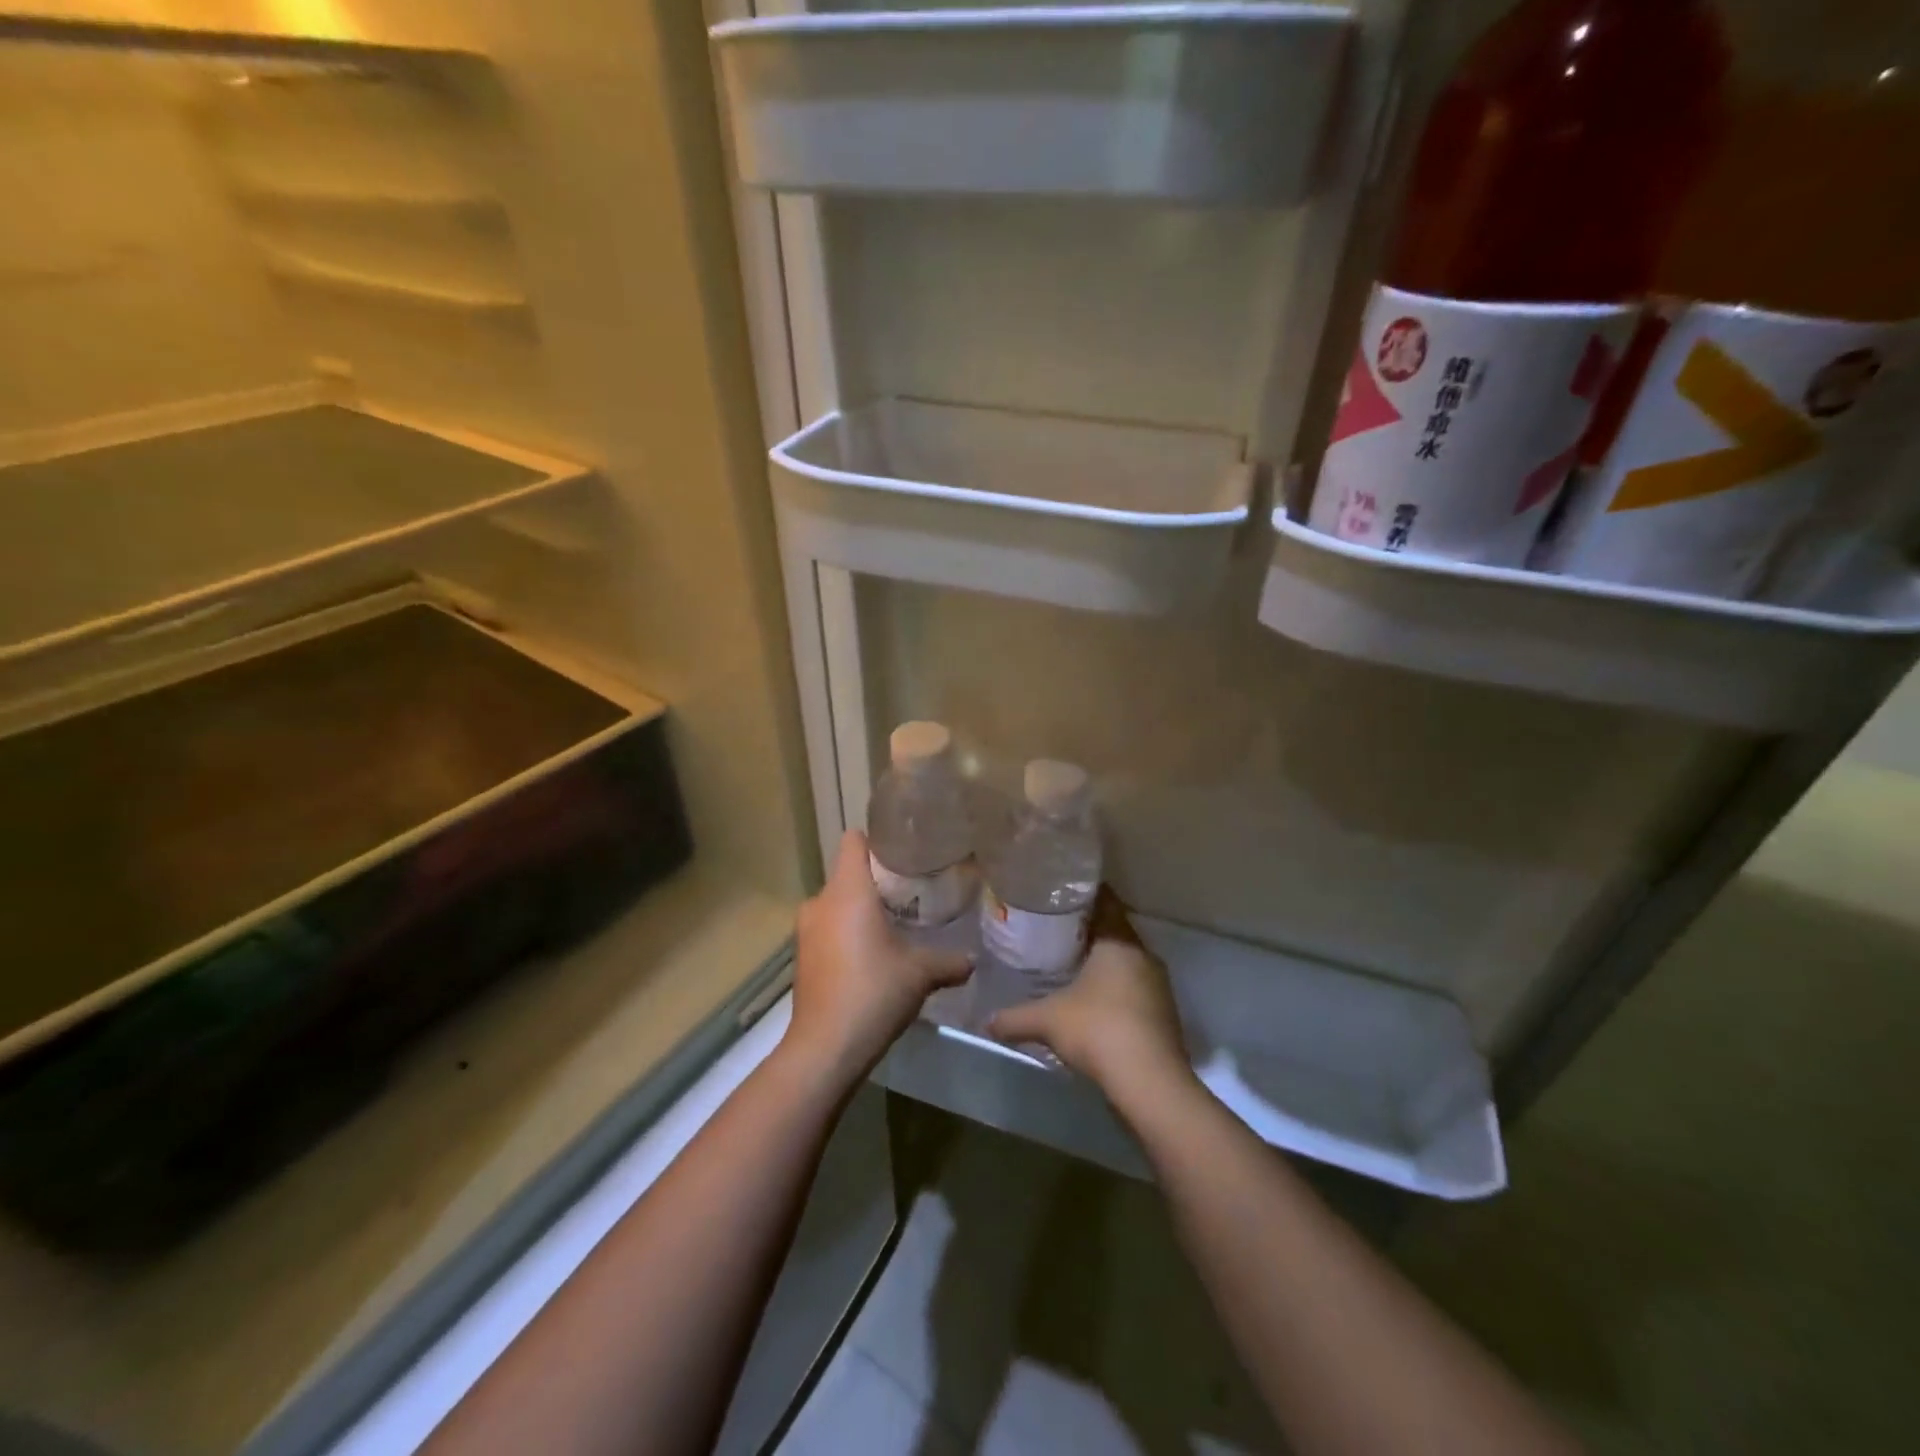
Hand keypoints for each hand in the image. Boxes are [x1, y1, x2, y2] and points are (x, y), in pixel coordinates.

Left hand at [786, 830, 972, 1086]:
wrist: (825, 1048)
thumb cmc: (873, 992)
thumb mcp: (920, 973)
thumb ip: (949, 961)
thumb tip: (973, 961)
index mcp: (847, 890)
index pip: (853, 841)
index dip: (877, 841)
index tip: (904, 853)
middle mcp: (820, 901)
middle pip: (848, 874)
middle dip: (876, 882)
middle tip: (911, 895)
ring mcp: (805, 930)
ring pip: (836, 905)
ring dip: (860, 912)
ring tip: (893, 928)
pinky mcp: (801, 957)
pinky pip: (828, 930)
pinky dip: (847, 935)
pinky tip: (870, 958)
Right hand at [987, 890, 1194, 1100]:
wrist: (1149, 1083)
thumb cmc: (1097, 1030)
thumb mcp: (1047, 1020)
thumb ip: (1014, 1017)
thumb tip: (986, 1021)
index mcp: (1119, 942)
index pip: (1106, 902)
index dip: (1084, 896)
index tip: (1060, 895)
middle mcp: (1143, 956)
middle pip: (1116, 932)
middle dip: (1089, 931)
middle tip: (1056, 931)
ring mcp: (1158, 986)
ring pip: (1127, 963)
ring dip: (1104, 964)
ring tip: (1071, 966)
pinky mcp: (1164, 1014)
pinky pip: (1135, 989)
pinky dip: (1116, 990)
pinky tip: (1093, 1004)